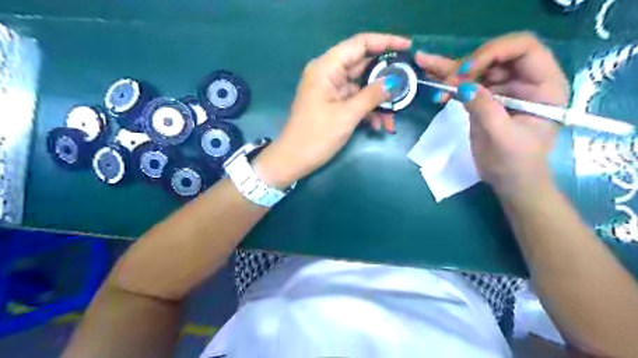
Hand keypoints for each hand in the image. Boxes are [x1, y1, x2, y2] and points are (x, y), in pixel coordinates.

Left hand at [255, 33, 408, 188]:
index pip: (359, 44)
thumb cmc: (316, 136)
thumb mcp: (346, 115)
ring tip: (394, 116)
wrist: (293, 160)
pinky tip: (380, 125)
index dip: (384, 42)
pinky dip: (368, 110)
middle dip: (385, 77)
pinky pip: (355, 100)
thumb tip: (394, 82)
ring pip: (361, 86)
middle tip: (407, 84)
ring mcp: (330, 90)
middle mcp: (328, 74)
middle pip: (362, 65)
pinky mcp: (332, 104)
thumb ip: (371, 96)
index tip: (408, 48)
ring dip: (378, 100)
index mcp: (326, 68)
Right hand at [417, 30, 569, 197]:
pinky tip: (434, 81)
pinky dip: (450, 83)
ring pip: (478, 68)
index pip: (523, 48)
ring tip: (431, 74)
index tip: (468, 72)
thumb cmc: (515, 162)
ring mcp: (504, 88)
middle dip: (469, 65)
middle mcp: (525, 80)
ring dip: (454, 72)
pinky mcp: (486, 98)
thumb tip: (462, 86)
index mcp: (544, 85)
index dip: (494, 52)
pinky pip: (468, 84)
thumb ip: (485, 109)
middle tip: (447, 80)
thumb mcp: (502, 137)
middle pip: (496, 55)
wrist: (510, 181)